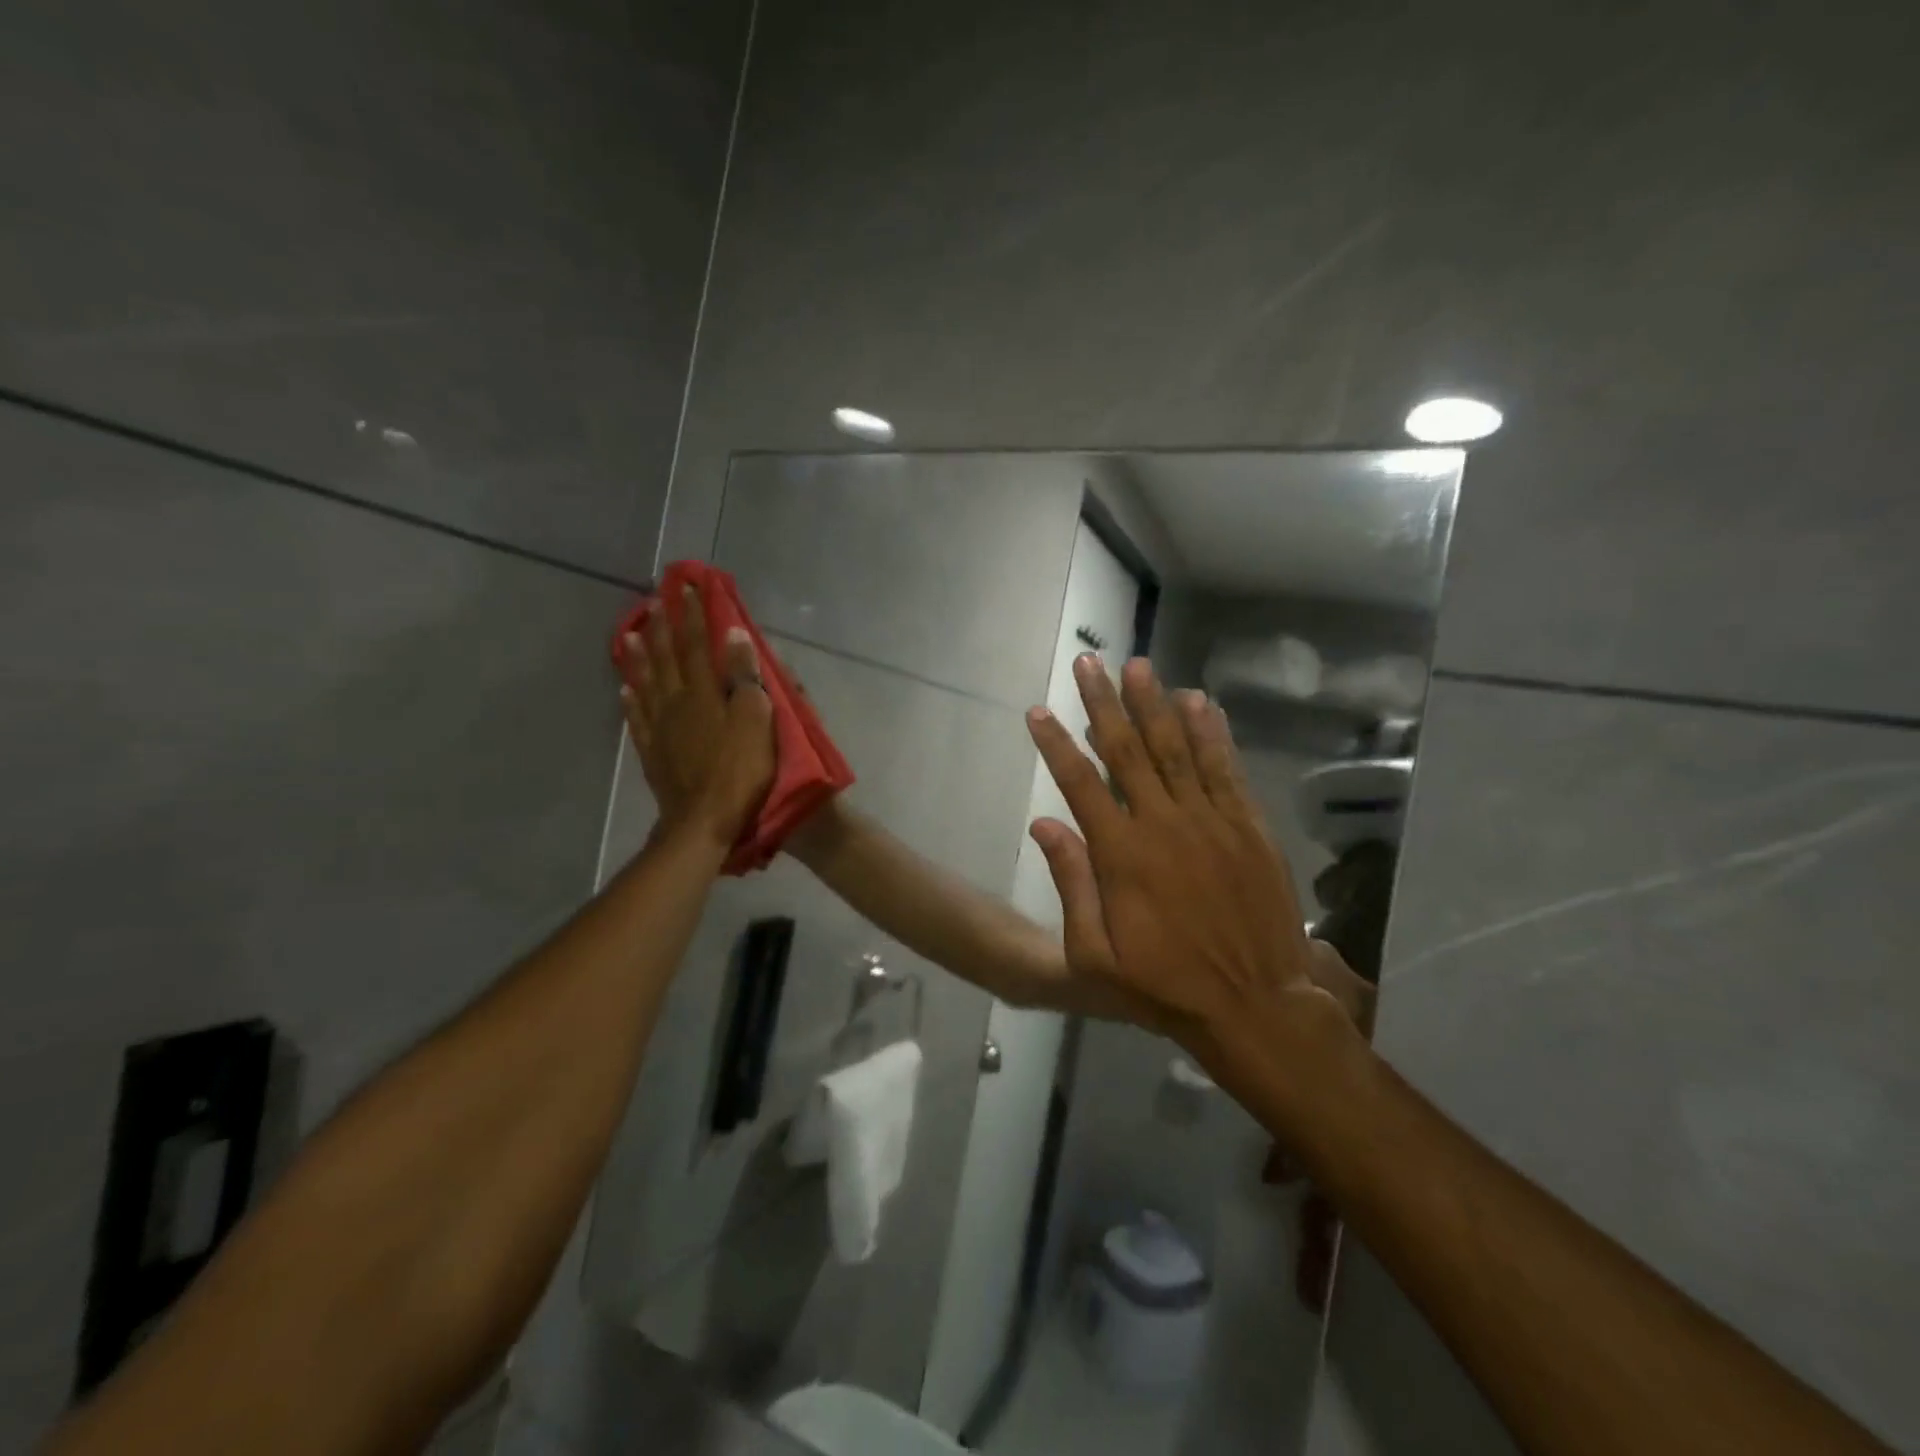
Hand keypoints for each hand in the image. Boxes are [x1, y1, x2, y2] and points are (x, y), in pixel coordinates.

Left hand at [616, 584, 774, 850]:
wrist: (705, 821)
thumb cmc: (740, 771)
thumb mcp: (756, 720)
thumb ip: (744, 676)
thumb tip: (732, 633)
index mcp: (704, 693)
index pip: (698, 644)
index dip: (694, 614)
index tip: (687, 587)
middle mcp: (677, 703)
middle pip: (667, 658)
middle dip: (661, 628)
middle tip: (652, 601)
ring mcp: (661, 729)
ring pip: (646, 683)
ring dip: (638, 657)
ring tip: (627, 634)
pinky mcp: (654, 753)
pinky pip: (638, 718)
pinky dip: (631, 700)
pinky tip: (625, 689)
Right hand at [1024, 654, 1343, 1053]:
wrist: (1256, 1004)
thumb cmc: (1165, 986)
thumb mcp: (1094, 957)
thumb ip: (1070, 885)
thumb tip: (1043, 823)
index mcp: (1122, 854)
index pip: (1080, 782)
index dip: (1056, 743)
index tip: (1038, 710)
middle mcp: (1164, 823)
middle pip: (1127, 750)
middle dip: (1103, 703)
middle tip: (1088, 662)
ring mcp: (1210, 820)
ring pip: (1177, 748)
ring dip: (1155, 703)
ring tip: (1138, 666)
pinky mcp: (1248, 826)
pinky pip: (1225, 768)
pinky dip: (1211, 732)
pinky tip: (1198, 701)